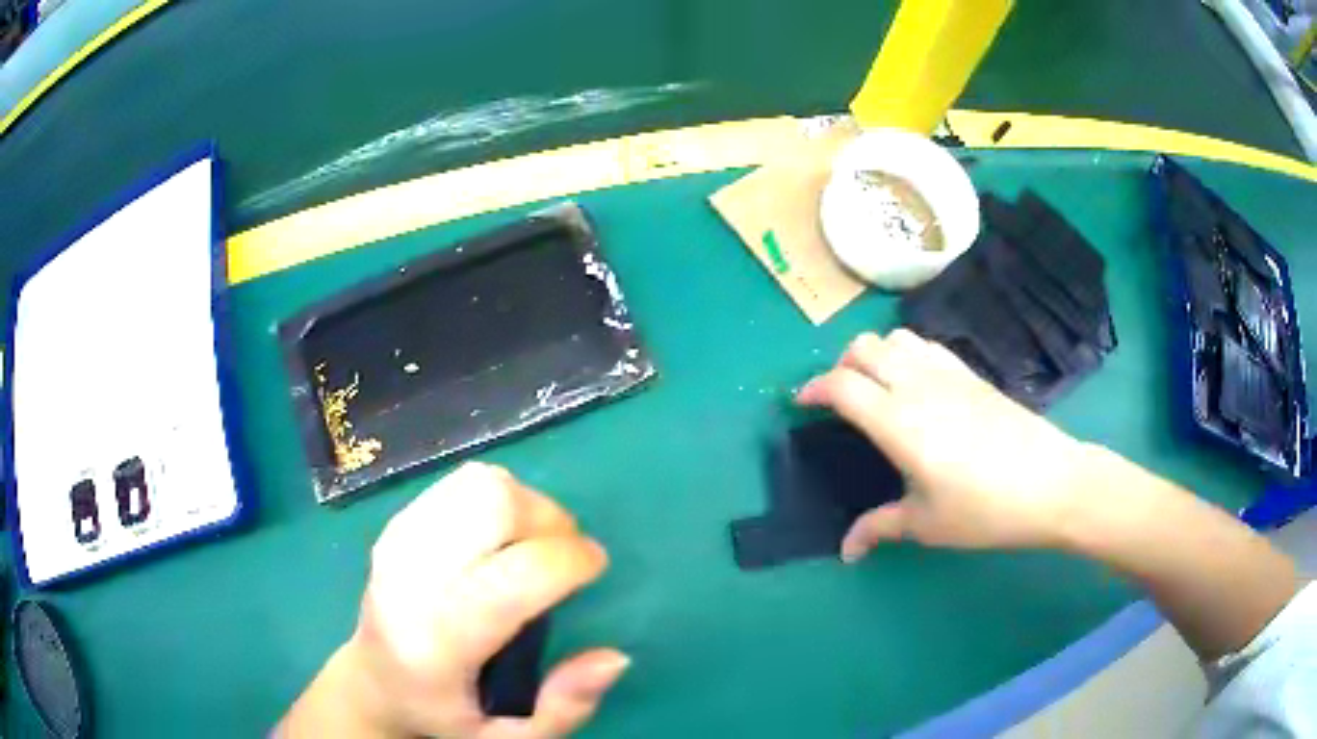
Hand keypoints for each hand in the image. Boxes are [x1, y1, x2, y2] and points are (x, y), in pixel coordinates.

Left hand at [283, 462, 627, 737]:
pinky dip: (496, 499)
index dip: (571, 559)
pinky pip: (461, 484)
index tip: (594, 567)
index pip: (514, 576)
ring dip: (525, 504)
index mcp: (439, 642)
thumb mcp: (512, 736)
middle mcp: (410, 581)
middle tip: (565, 551)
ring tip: (533, 542)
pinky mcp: (396, 523)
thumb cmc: (447, 714)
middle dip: (549, 518)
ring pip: (479, 484)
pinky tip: (499, 536)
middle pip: (494, 505)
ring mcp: (397, 544)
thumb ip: (566, 706)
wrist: (374, 682)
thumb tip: (615, 655)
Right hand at [797, 330, 1100, 560]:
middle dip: (841, 366)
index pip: (842, 386)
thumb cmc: (985, 509)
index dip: (814, 389)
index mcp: (899, 422)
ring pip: (896, 338)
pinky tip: (917, 386)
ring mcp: (948, 374)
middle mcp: (918, 385)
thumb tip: (846, 550)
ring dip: (874, 354)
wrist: (1051, 483)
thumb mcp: (926, 524)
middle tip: (839, 399)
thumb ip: (879, 528)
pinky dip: (907, 353)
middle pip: (864, 348)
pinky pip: (927, 346)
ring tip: (876, 387)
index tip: (802, 404)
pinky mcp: (972, 374)